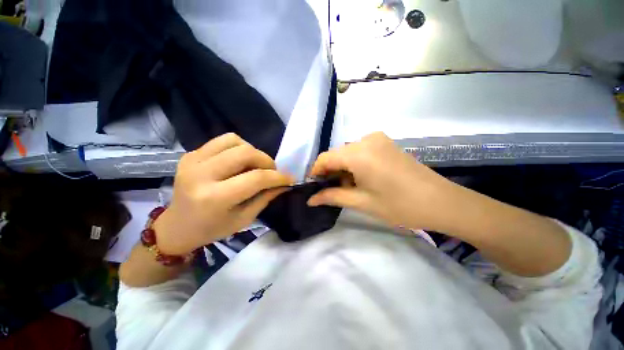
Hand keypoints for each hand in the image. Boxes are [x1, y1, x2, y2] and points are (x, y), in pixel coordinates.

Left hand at [153, 133, 292, 254]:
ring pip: (235, 141)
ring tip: (256, 165)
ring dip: (253, 152)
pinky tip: (240, 160)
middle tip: (272, 172)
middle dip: (267, 161)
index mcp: (214, 198)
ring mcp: (193, 161)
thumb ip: (266, 197)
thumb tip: (284, 184)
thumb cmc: (213, 228)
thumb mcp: (245, 218)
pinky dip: (239, 147)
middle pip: (246, 153)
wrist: (178, 226)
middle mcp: (201, 175)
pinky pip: (223, 140)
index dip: (277, 177)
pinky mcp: (190, 154)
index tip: (289, 179)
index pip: (256, 178)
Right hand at [308, 132, 459, 230]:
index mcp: (358, 153)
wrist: (442, 202)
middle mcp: (366, 139)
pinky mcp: (386, 143)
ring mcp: (378, 139)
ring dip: (343, 169)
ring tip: (349, 187)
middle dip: (331, 172)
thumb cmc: (399, 205)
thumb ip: (332, 196)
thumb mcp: (361, 202)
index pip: (325, 158)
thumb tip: (310, 199)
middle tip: (332, 191)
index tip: (314, 187)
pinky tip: (362, 178)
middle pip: (337, 154)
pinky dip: (355, 164)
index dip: (316, 172)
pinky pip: (361, 151)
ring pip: (348, 153)